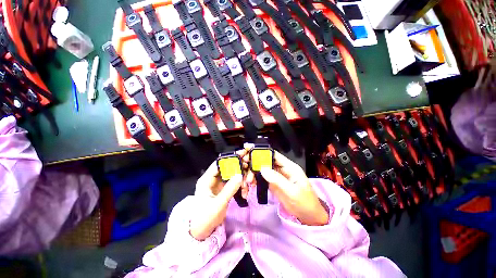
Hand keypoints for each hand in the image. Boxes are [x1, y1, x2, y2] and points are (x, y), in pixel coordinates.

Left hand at [190, 150, 248, 239]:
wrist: (201, 233)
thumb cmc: (205, 218)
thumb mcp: (218, 204)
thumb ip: (229, 189)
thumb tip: (240, 175)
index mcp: (206, 180)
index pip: (218, 164)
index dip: (230, 159)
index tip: (242, 156)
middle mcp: (212, 179)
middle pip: (227, 168)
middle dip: (238, 168)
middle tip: (249, 167)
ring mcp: (219, 184)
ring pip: (232, 176)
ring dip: (241, 179)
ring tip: (248, 185)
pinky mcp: (223, 190)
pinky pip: (233, 184)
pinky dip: (240, 186)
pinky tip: (245, 193)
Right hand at [249, 147, 327, 225]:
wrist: (308, 216)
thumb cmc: (304, 202)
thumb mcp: (292, 191)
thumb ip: (277, 180)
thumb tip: (262, 169)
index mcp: (289, 167)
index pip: (274, 155)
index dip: (262, 152)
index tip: (249, 150)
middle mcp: (282, 169)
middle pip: (266, 161)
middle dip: (254, 161)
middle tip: (243, 164)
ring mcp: (276, 176)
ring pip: (262, 169)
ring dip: (253, 172)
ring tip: (247, 180)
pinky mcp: (273, 183)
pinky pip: (262, 178)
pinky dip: (255, 179)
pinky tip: (250, 183)